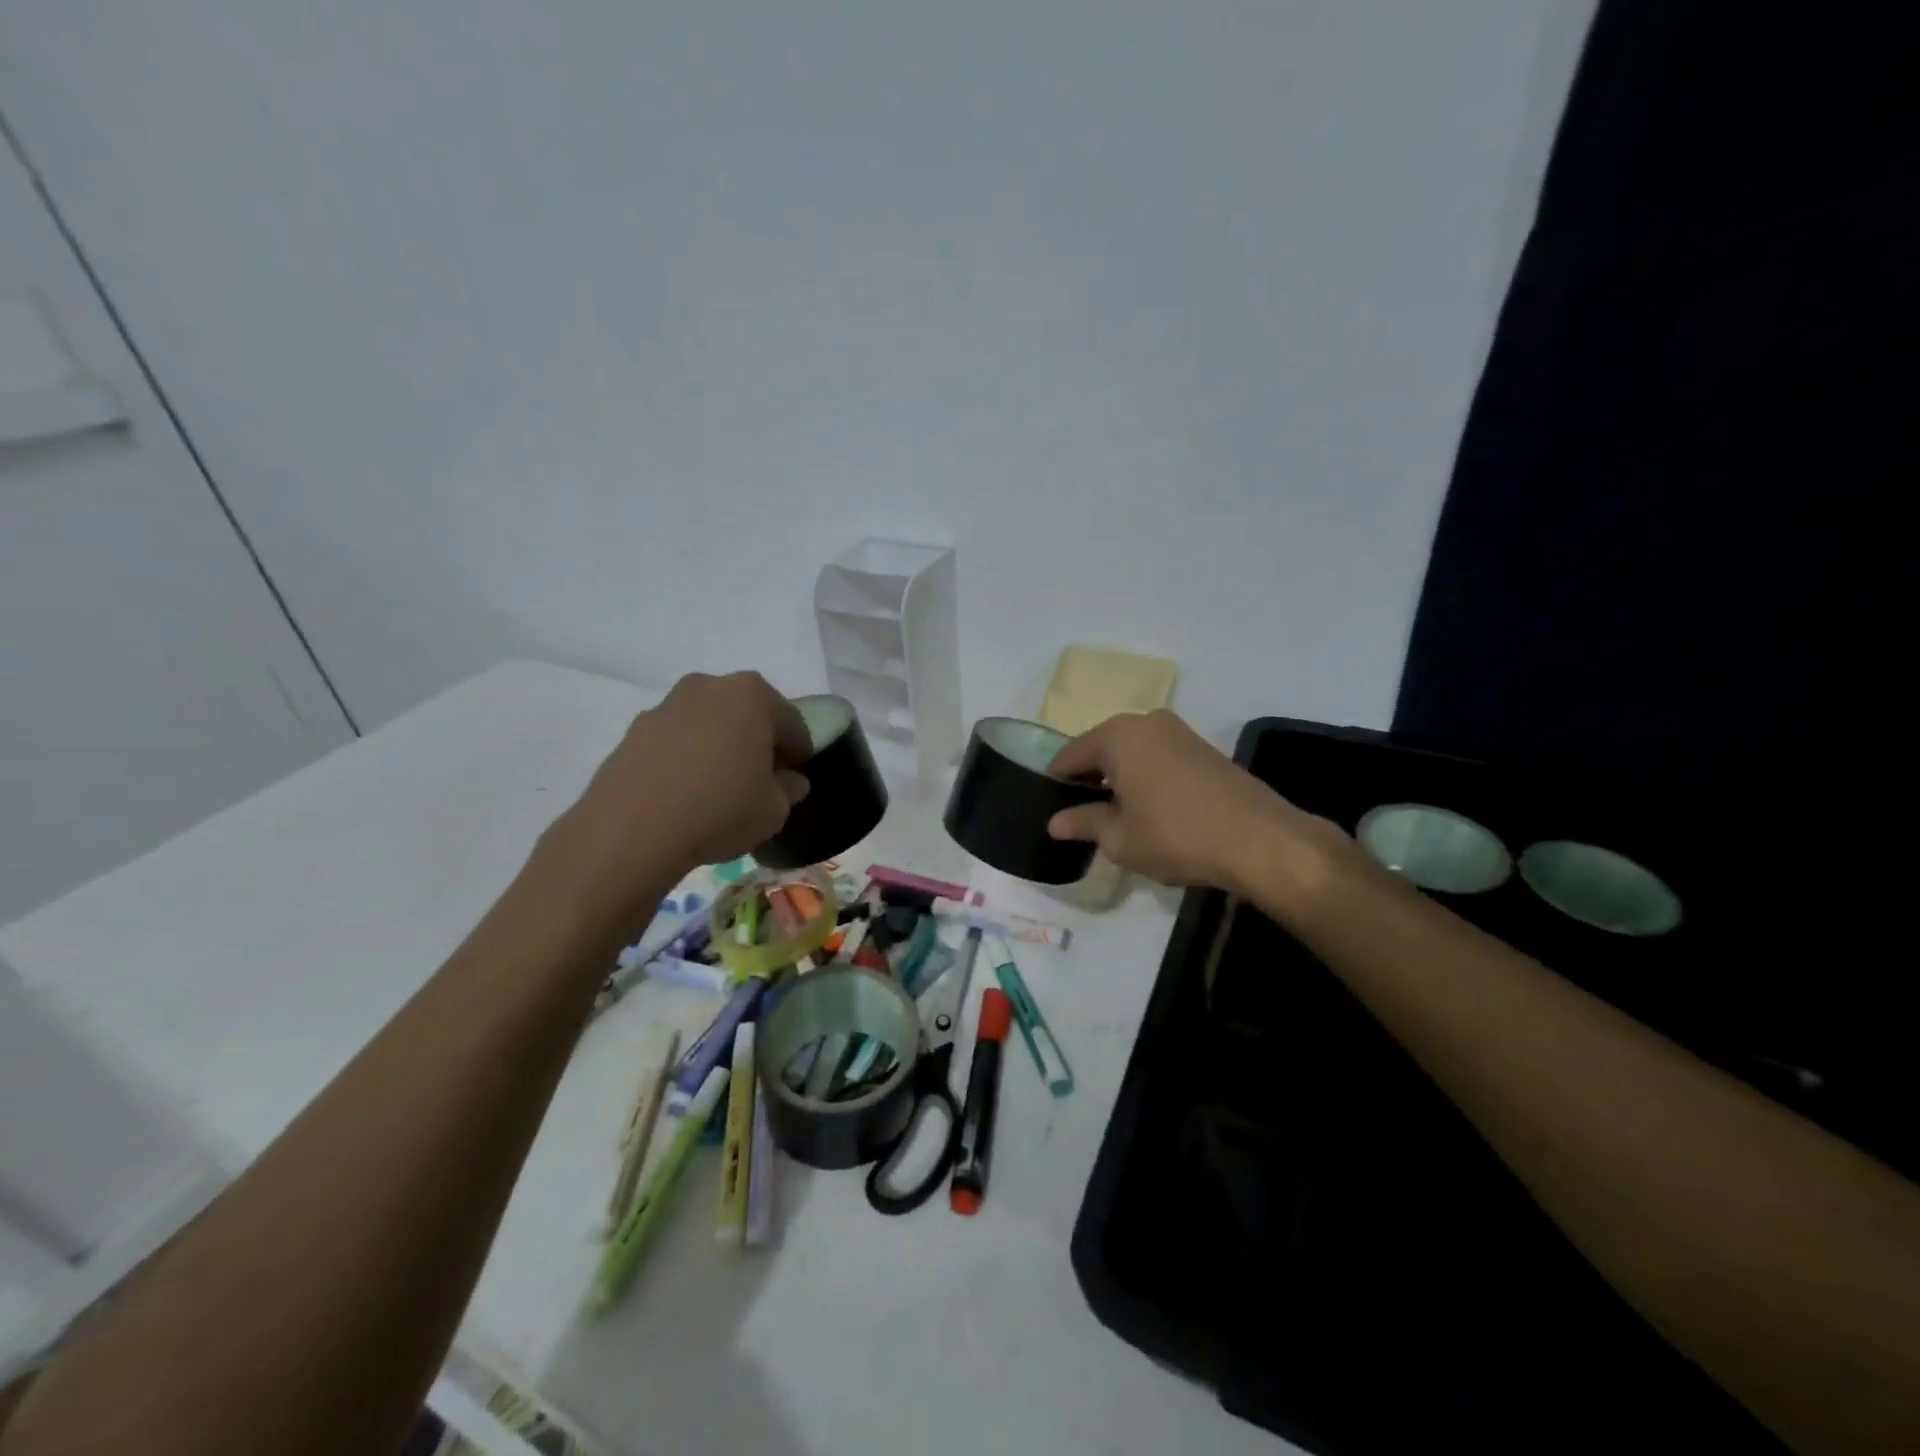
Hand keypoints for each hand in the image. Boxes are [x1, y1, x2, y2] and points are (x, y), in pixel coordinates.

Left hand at [539, 672, 810, 929]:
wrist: (632, 831)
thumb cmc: (721, 810)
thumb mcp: (775, 809)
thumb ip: (789, 789)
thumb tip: (787, 781)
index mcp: (752, 695)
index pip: (791, 722)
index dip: (799, 753)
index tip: (796, 778)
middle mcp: (709, 687)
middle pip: (746, 713)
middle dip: (757, 741)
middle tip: (759, 779)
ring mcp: (667, 706)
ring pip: (708, 724)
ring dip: (718, 746)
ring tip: (717, 788)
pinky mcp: (633, 731)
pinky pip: (675, 741)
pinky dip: (685, 758)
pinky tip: (684, 794)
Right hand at [1046, 709, 1334, 893]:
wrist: (1259, 840)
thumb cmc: (1177, 835)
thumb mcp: (1120, 838)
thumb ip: (1084, 823)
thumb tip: (1055, 822)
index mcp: (1118, 735)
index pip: (1071, 755)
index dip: (1057, 783)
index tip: (1052, 809)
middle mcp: (1146, 722)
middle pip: (1102, 748)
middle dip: (1090, 779)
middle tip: (1083, 816)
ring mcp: (1178, 731)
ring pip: (1131, 752)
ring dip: (1119, 778)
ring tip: (1117, 816)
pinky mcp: (1203, 747)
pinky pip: (1157, 757)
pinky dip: (1145, 776)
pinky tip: (1150, 808)